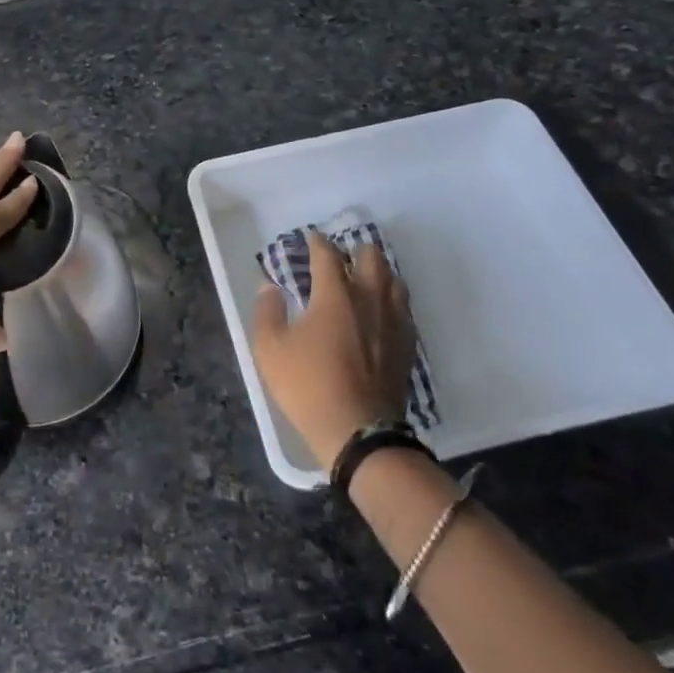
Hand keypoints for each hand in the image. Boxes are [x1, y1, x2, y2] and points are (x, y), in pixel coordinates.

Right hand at [252, 231, 414, 471]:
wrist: (360, 433)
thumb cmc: (309, 385)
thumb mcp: (270, 349)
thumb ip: (267, 311)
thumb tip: (269, 286)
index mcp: (335, 293)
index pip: (327, 253)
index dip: (317, 242)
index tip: (310, 239)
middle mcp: (369, 298)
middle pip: (371, 257)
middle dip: (355, 250)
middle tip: (341, 258)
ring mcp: (393, 321)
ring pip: (394, 280)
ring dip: (379, 272)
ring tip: (365, 279)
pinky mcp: (407, 345)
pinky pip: (404, 309)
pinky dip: (392, 300)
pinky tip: (382, 312)